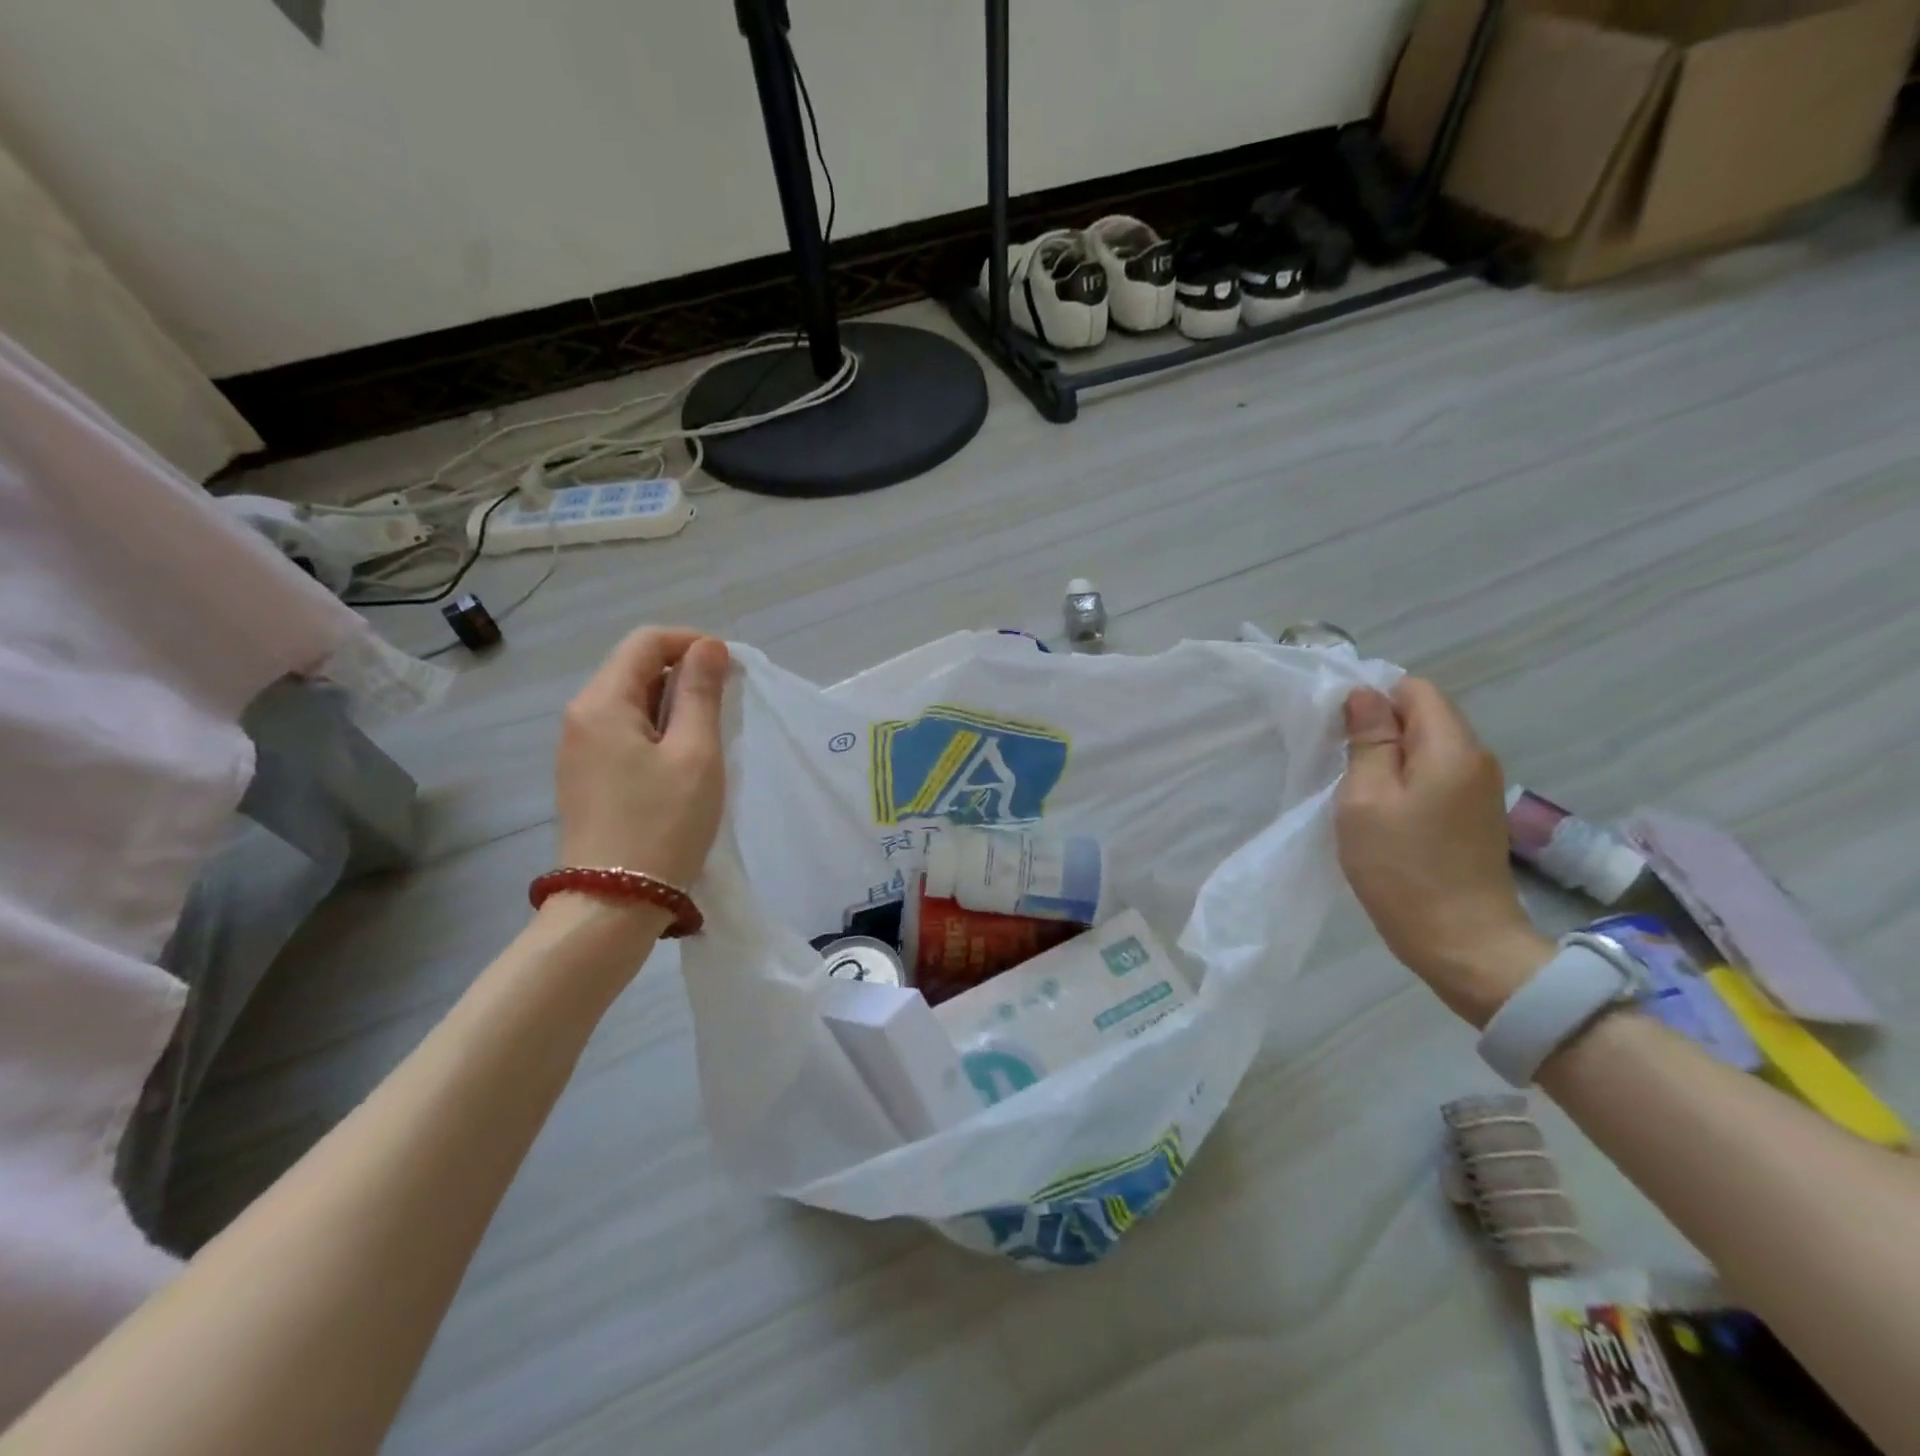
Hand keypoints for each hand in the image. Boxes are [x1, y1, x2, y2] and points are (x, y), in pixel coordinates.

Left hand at [555, 627, 729, 890]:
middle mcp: (580, 717)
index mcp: (602, 703)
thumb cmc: (663, 823)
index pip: (645, 642)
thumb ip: (701, 693)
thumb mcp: (695, 754)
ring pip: (631, 702)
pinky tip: (682, 761)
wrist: (613, 903)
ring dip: (674, 705)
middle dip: (684, 674)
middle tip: (727, 705)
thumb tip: (709, 647)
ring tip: (711, 735)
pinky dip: (658, 731)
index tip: (730, 668)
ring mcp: (578, 749)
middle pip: (634, 668)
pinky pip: (624, 732)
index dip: (691, 643)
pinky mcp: (585, 776)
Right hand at [1335, 678, 1551, 1026]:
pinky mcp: (1474, 816)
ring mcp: (1479, 789)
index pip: (1414, 688)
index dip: (1372, 698)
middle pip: (1423, 716)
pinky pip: (1435, 776)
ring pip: (1427, 748)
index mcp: (1451, 747)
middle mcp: (1476, 758)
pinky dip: (1405, 782)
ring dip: (1389, 758)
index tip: (1338, 731)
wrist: (1463, 943)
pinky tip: (1382, 813)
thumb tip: (1365, 695)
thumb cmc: (1403, 868)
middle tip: (1339, 763)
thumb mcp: (1366, 799)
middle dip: (1379, 728)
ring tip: (1355, 791)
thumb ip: (1368, 741)